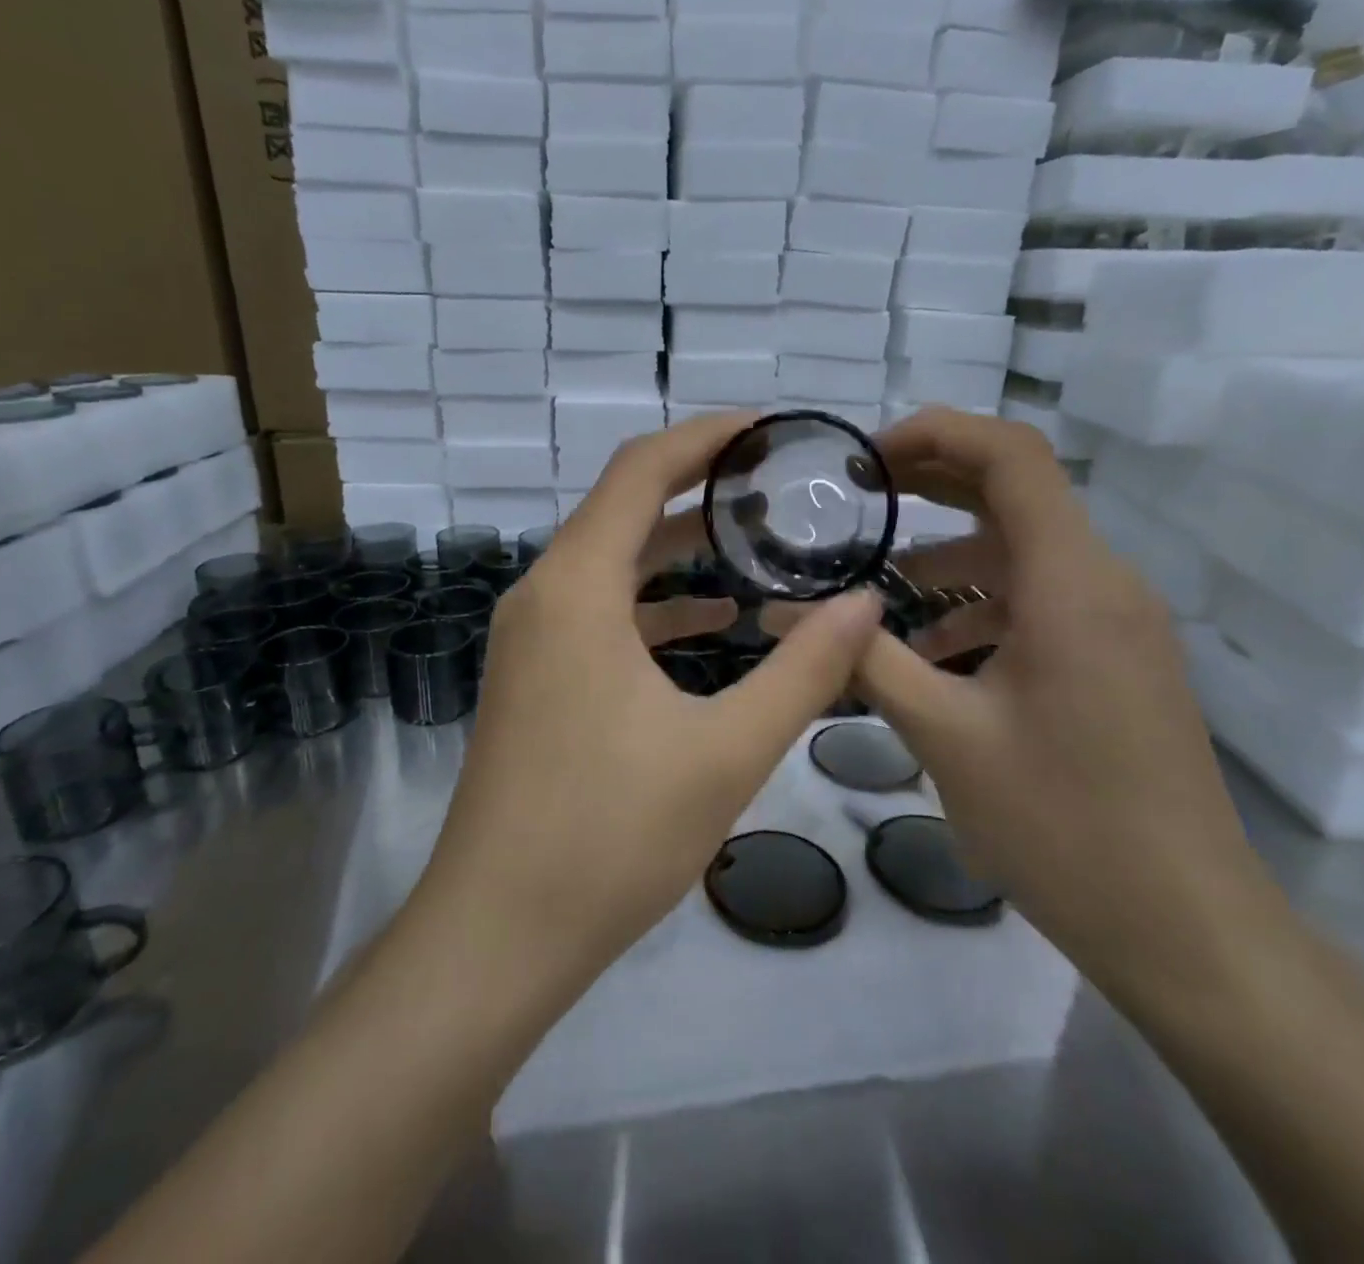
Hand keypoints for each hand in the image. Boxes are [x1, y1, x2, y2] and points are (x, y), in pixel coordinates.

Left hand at [415, 413, 884, 992]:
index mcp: (577, 588)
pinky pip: (601, 613)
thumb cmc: (610, 836)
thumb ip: (804, 671)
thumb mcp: (726, 750)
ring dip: (679, 547)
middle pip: (624, 508)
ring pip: (613, 562)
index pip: (640, 471)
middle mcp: (544, 596)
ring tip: (758, 542)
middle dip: (700, 488)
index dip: (705, 437)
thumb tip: (866, 603)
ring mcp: (532, 639)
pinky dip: (656, 604)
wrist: (498, 934)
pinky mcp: (535, 678)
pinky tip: (714, 623)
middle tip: (778, 483)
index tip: (769, 429)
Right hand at [852, 408, 1279, 1001]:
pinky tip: (930, 651)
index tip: (863, 460)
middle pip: (1014, 492)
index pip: (1011, 456)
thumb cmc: (1062, 825)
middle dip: (929, 484)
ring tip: (873, 586)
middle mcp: (1103, 582)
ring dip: (948, 554)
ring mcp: (1115, 621)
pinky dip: (979, 603)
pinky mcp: (1114, 657)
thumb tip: (781, 611)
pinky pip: (1038, 600)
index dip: (934, 433)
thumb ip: (862, 658)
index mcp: (1071, 583)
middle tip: (853, 499)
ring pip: (1021, 551)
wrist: (1185, 928)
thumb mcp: (944, 734)